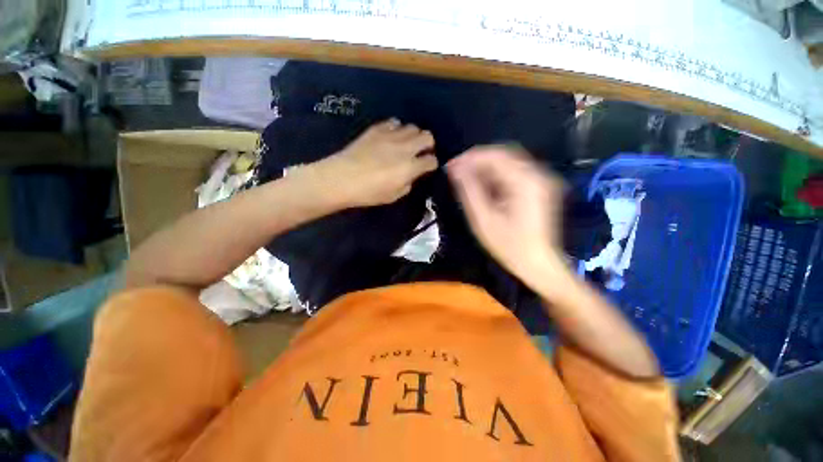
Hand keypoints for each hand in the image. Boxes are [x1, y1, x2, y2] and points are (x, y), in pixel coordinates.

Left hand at [311, 119, 437, 207]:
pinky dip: (397, 129)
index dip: (432, 163)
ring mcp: (391, 136)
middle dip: (428, 144)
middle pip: (427, 136)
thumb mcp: (393, 196)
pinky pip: (393, 122)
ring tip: (406, 144)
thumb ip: (407, 184)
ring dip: (413, 136)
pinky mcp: (376, 129)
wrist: (341, 178)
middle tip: (421, 152)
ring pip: (412, 127)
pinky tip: (391, 137)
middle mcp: (405, 148)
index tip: (427, 167)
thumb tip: (410, 175)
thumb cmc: (368, 193)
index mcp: (410, 167)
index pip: (431, 160)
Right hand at [447, 146, 566, 284]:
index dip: (469, 158)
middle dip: (476, 161)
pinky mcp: (538, 188)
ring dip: (484, 168)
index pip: (493, 156)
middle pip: (502, 155)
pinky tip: (482, 185)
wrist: (538, 264)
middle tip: (456, 172)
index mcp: (524, 181)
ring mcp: (540, 180)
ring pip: (507, 162)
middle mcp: (537, 174)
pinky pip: (513, 172)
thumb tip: (455, 169)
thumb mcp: (483, 219)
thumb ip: (469, 191)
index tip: (450, 166)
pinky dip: (495, 175)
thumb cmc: (509, 246)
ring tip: (465, 178)